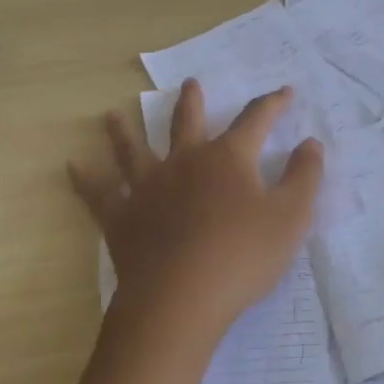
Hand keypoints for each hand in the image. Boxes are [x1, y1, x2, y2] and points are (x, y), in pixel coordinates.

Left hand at [70, 80, 323, 346]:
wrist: (180, 299)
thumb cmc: (242, 256)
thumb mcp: (291, 217)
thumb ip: (305, 176)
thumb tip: (311, 143)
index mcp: (228, 158)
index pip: (255, 120)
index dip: (273, 104)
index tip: (285, 92)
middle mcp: (185, 161)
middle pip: (187, 122)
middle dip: (192, 102)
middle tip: (190, 83)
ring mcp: (148, 187)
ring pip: (133, 149)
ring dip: (124, 130)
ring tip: (112, 114)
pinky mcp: (122, 218)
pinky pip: (98, 193)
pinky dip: (85, 179)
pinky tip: (72, 166)